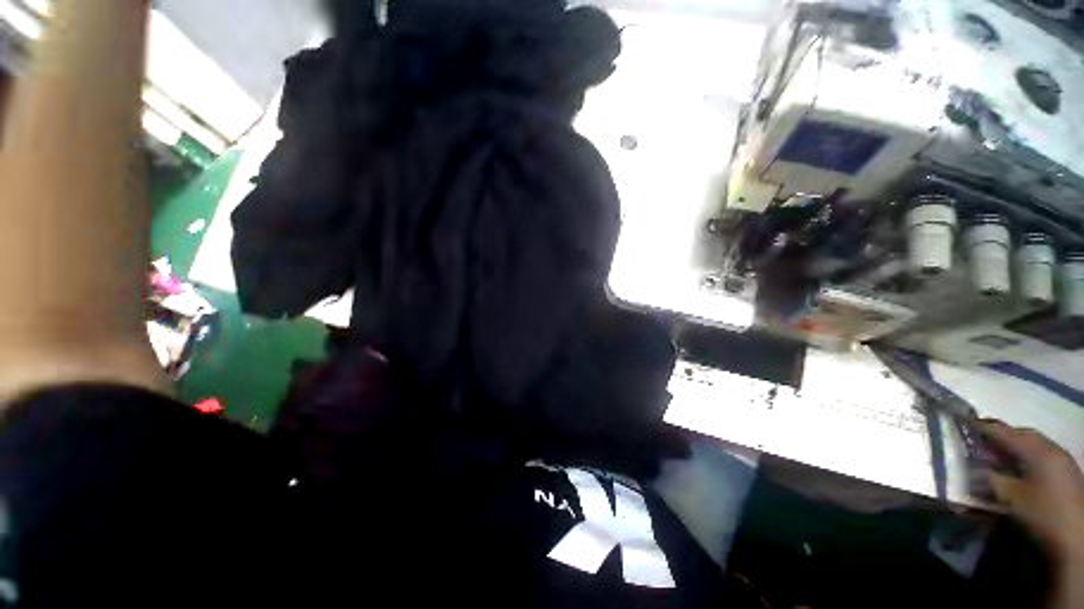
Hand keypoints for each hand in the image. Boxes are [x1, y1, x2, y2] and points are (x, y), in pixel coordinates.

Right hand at [981, 421, 1083, 561]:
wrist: (1077, 537)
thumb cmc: (1042, 512)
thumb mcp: (1012, 498)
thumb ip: (992, 479)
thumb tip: (975, 467)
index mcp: (1037, 449)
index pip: (1005, 432)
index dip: (984, 427)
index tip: (963, 423)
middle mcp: (1051, 448)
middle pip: (1023, 435)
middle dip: (1002, 436)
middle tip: (980, 440)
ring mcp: (1062, 461)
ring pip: (1033, 445)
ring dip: (1014, 447)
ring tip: (996, 455)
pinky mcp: (1065, 472)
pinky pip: (1041, 456)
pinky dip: (1026, 457)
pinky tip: (1019, 469)